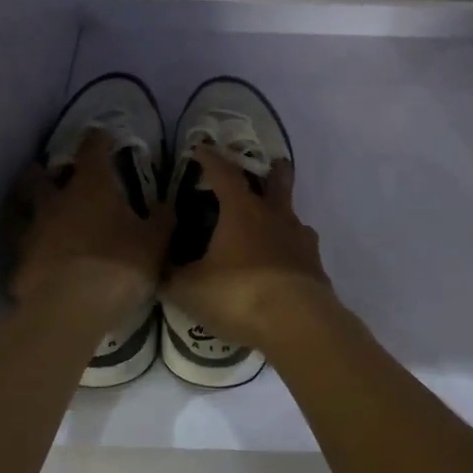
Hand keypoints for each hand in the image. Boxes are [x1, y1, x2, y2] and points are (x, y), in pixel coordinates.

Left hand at [9, 130, 171, 331]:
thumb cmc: (119, 266)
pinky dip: (31, 251)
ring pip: (22, 211)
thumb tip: (166, 205)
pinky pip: (23, 251)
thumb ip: (161, 220)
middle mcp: (55, 202)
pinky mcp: (19, 265)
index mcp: (90, 188)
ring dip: (30, 209)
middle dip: (44, 172)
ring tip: (42, 217)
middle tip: (54, 176)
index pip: (92, 150)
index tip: (102, 135)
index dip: (97, 140)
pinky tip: (39, 261)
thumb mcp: (154, 243)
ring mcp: (32, 233)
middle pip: (39, 176)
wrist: (71, 310)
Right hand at [162, 146, 334, 347]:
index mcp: (241, 211)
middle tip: (271, 165)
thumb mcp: (189, 289)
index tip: (201, 148)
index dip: (210, 159)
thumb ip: (170, 276)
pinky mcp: (315, 267)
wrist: (298, 324)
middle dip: (273, 172)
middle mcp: (275, 217)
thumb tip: (157, 267)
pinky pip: (302, 249)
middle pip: (278, 183)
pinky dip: (291, 249)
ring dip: (283, 214)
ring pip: (293, 217)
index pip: (224, 173)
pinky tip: (285, 262)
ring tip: (273, 223)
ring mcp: (300, 241)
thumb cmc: (239, 295)